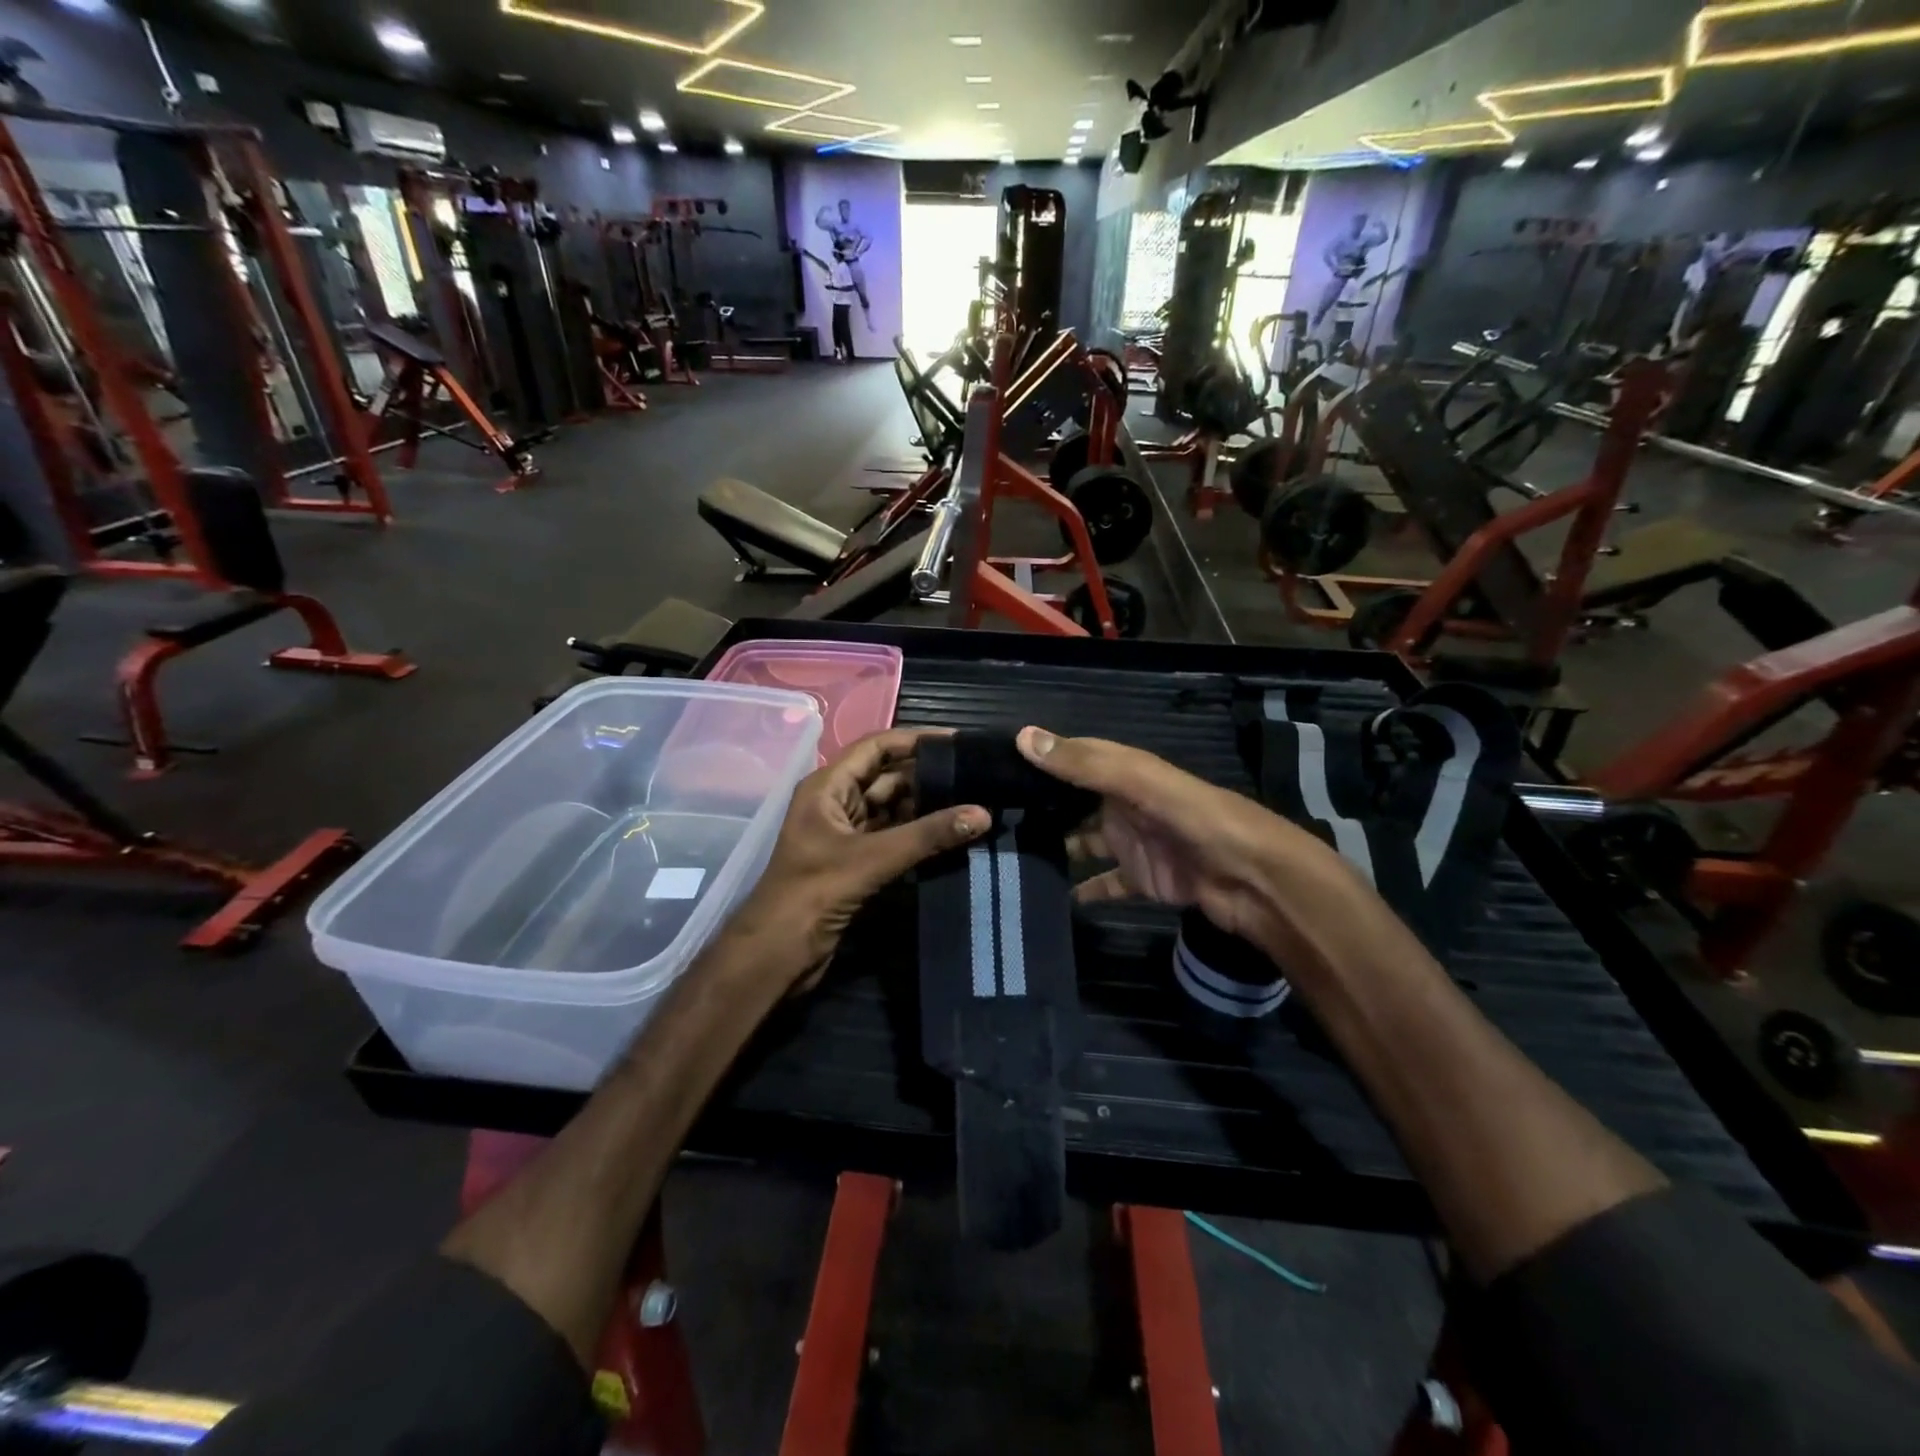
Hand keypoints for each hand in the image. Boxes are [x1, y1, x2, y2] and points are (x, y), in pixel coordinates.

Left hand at [731, 730, 989, 989]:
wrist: (777, 955)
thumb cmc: (813, 894)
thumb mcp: (872, 858)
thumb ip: (927, 835)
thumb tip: (983, 814)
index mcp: (827, 787)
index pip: (876, 747)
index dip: (915, 741)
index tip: (958, 742)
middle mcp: (836, 803)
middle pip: (887, 777)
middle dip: (928, 776)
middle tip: (975, 777)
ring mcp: (845, 834)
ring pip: (892, 809)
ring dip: (927, 807)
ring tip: (972, 803)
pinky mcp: (855, 863)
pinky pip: (893, 837)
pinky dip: (919, 835)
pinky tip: (952, 835)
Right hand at [1016, 726, 1372, 974]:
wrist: (1258, 881)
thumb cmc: (1201, 821)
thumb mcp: (1143, 783)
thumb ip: (1086, 764)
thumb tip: (1023, 737)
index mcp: (1127, 772)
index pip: (1075, 756)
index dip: (1039, 757)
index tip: (991, 767)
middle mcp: (1126, 803)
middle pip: (1074, 801)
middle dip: (1038, 807)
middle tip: (989, 820)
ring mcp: (1135, 843)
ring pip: (1084, 842)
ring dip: (1054, 848)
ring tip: (1008, 858)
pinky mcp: (1144, 880)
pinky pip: (1106, 883)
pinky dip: (1083, 890)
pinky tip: (1053, 898)